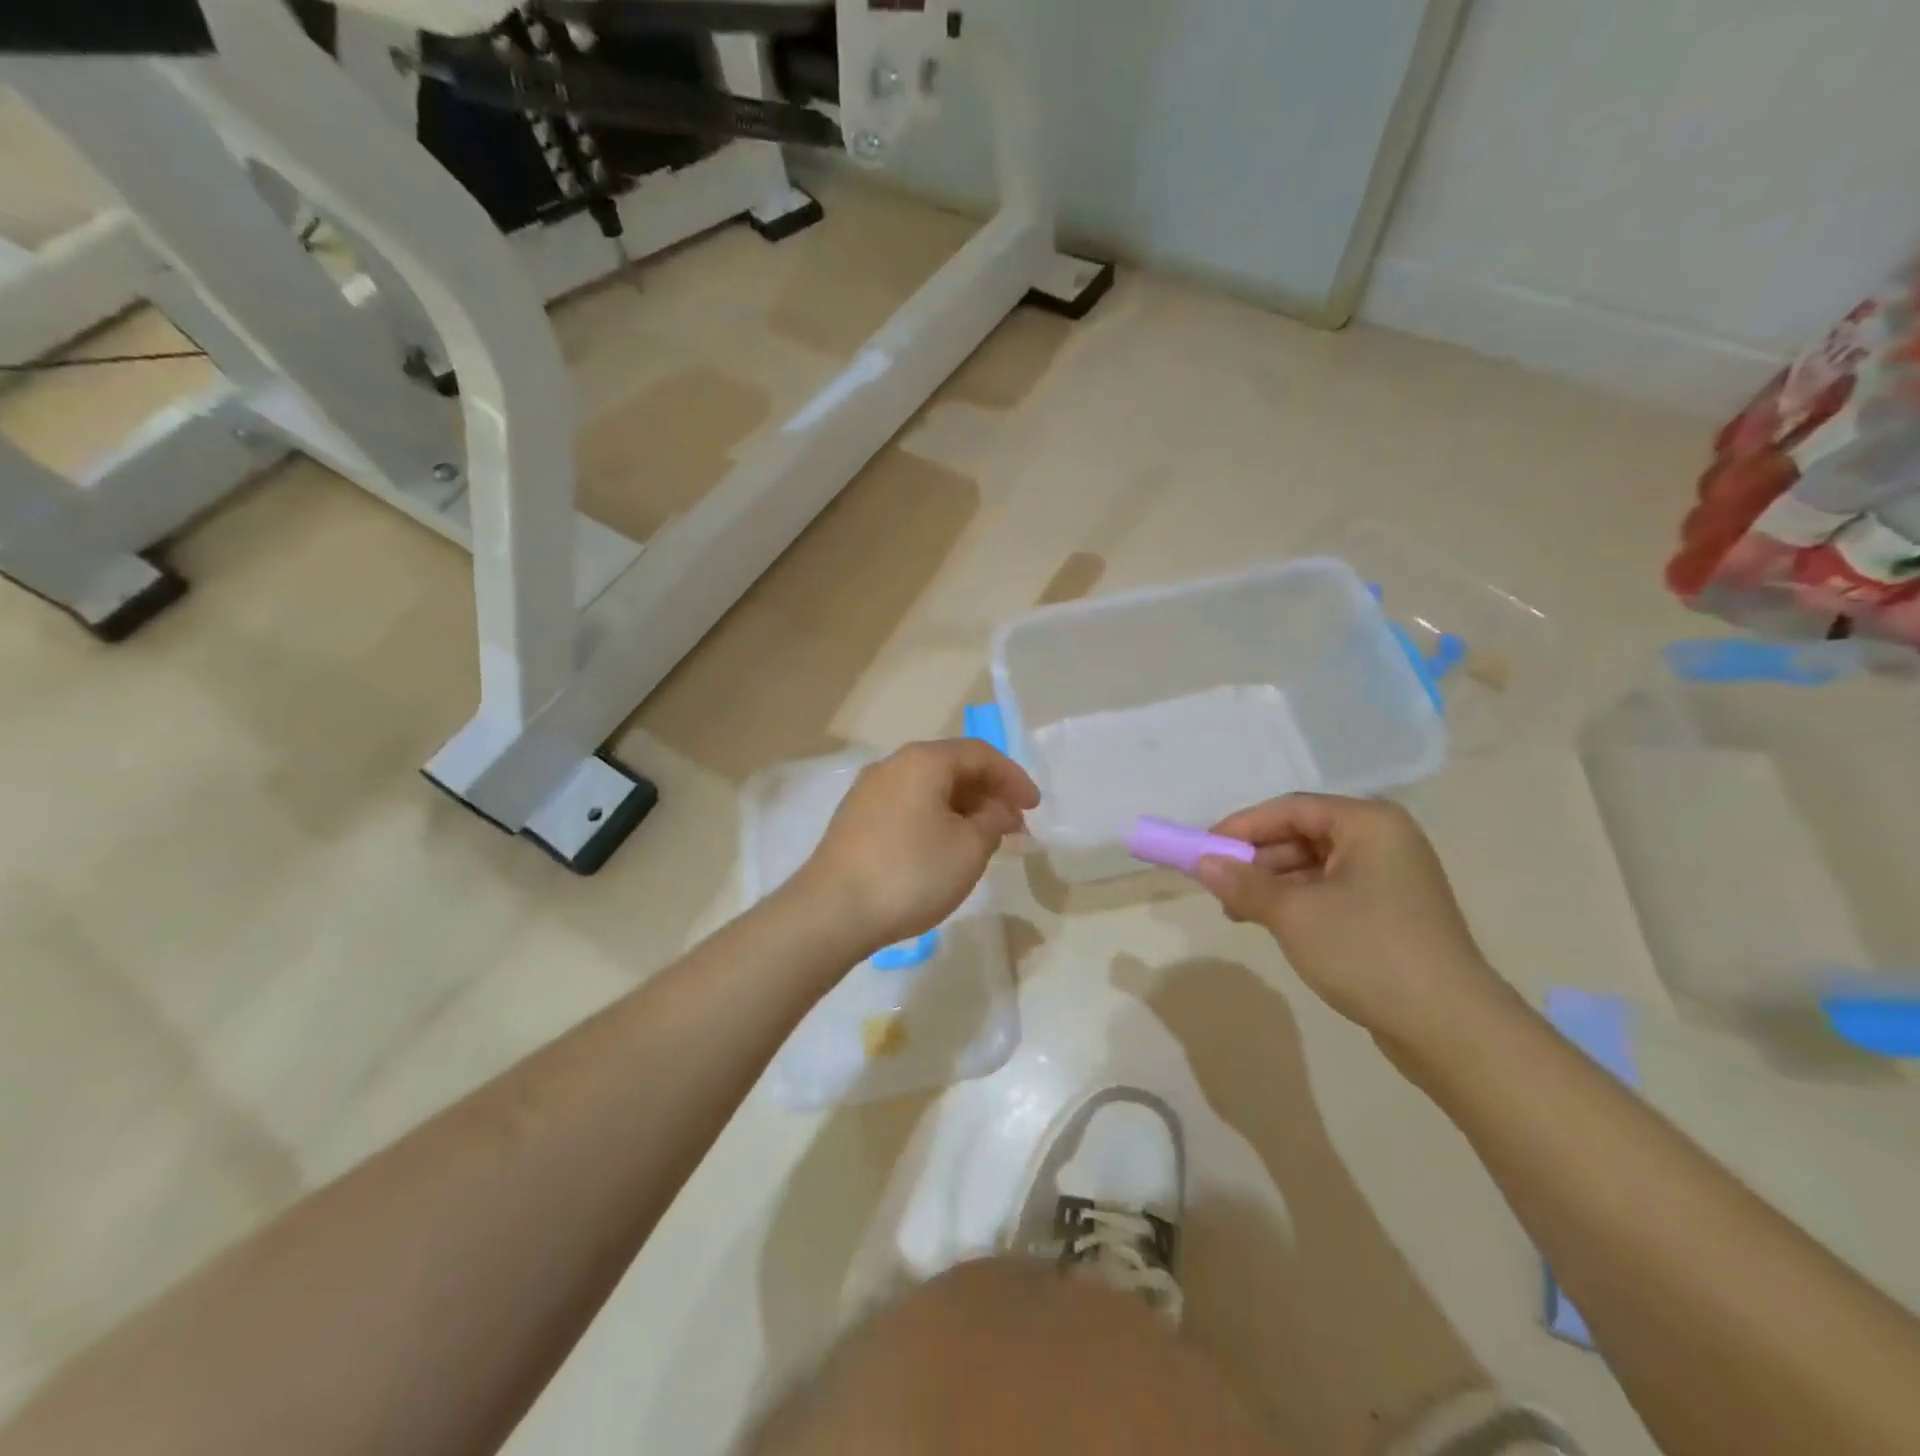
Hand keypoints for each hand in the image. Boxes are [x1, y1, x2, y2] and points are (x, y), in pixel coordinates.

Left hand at [794, 740, 1039, 956]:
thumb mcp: (969, 849)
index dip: (1013, 778)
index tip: (1035, 808)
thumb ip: (993, 822)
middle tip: (1014, 826)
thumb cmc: (911, 873)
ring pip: (928, 789)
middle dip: (989, 793)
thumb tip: (996, 811)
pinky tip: (945, 848)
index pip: (980, 754)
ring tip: (984, 840)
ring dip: (963, 809)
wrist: (832, 912)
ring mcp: (868, 792)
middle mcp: (892, 766)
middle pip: (952, 768)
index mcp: (923, 761)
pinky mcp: (855, 820)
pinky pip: (908, 807)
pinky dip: (936, 819)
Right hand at [1191, 795, 1506, 1040]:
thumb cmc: (1367, 951)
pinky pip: (1331, 891)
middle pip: (1303, 834)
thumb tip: (1202, 863)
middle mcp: (1384, 840)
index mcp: (1369, 824)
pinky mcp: (1392, 912)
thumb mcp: (1294, 913)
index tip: (1203, 851)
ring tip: (1238, 911)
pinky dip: (1298, 902)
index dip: (1242, 827)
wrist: (1450, 1029)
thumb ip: (1244, 883)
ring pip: (1314, 866)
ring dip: (1273, 884)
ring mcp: (1392, 878)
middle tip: (1218, 886)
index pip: (1291, 809)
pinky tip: (1271, 923)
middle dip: (1256, 860)